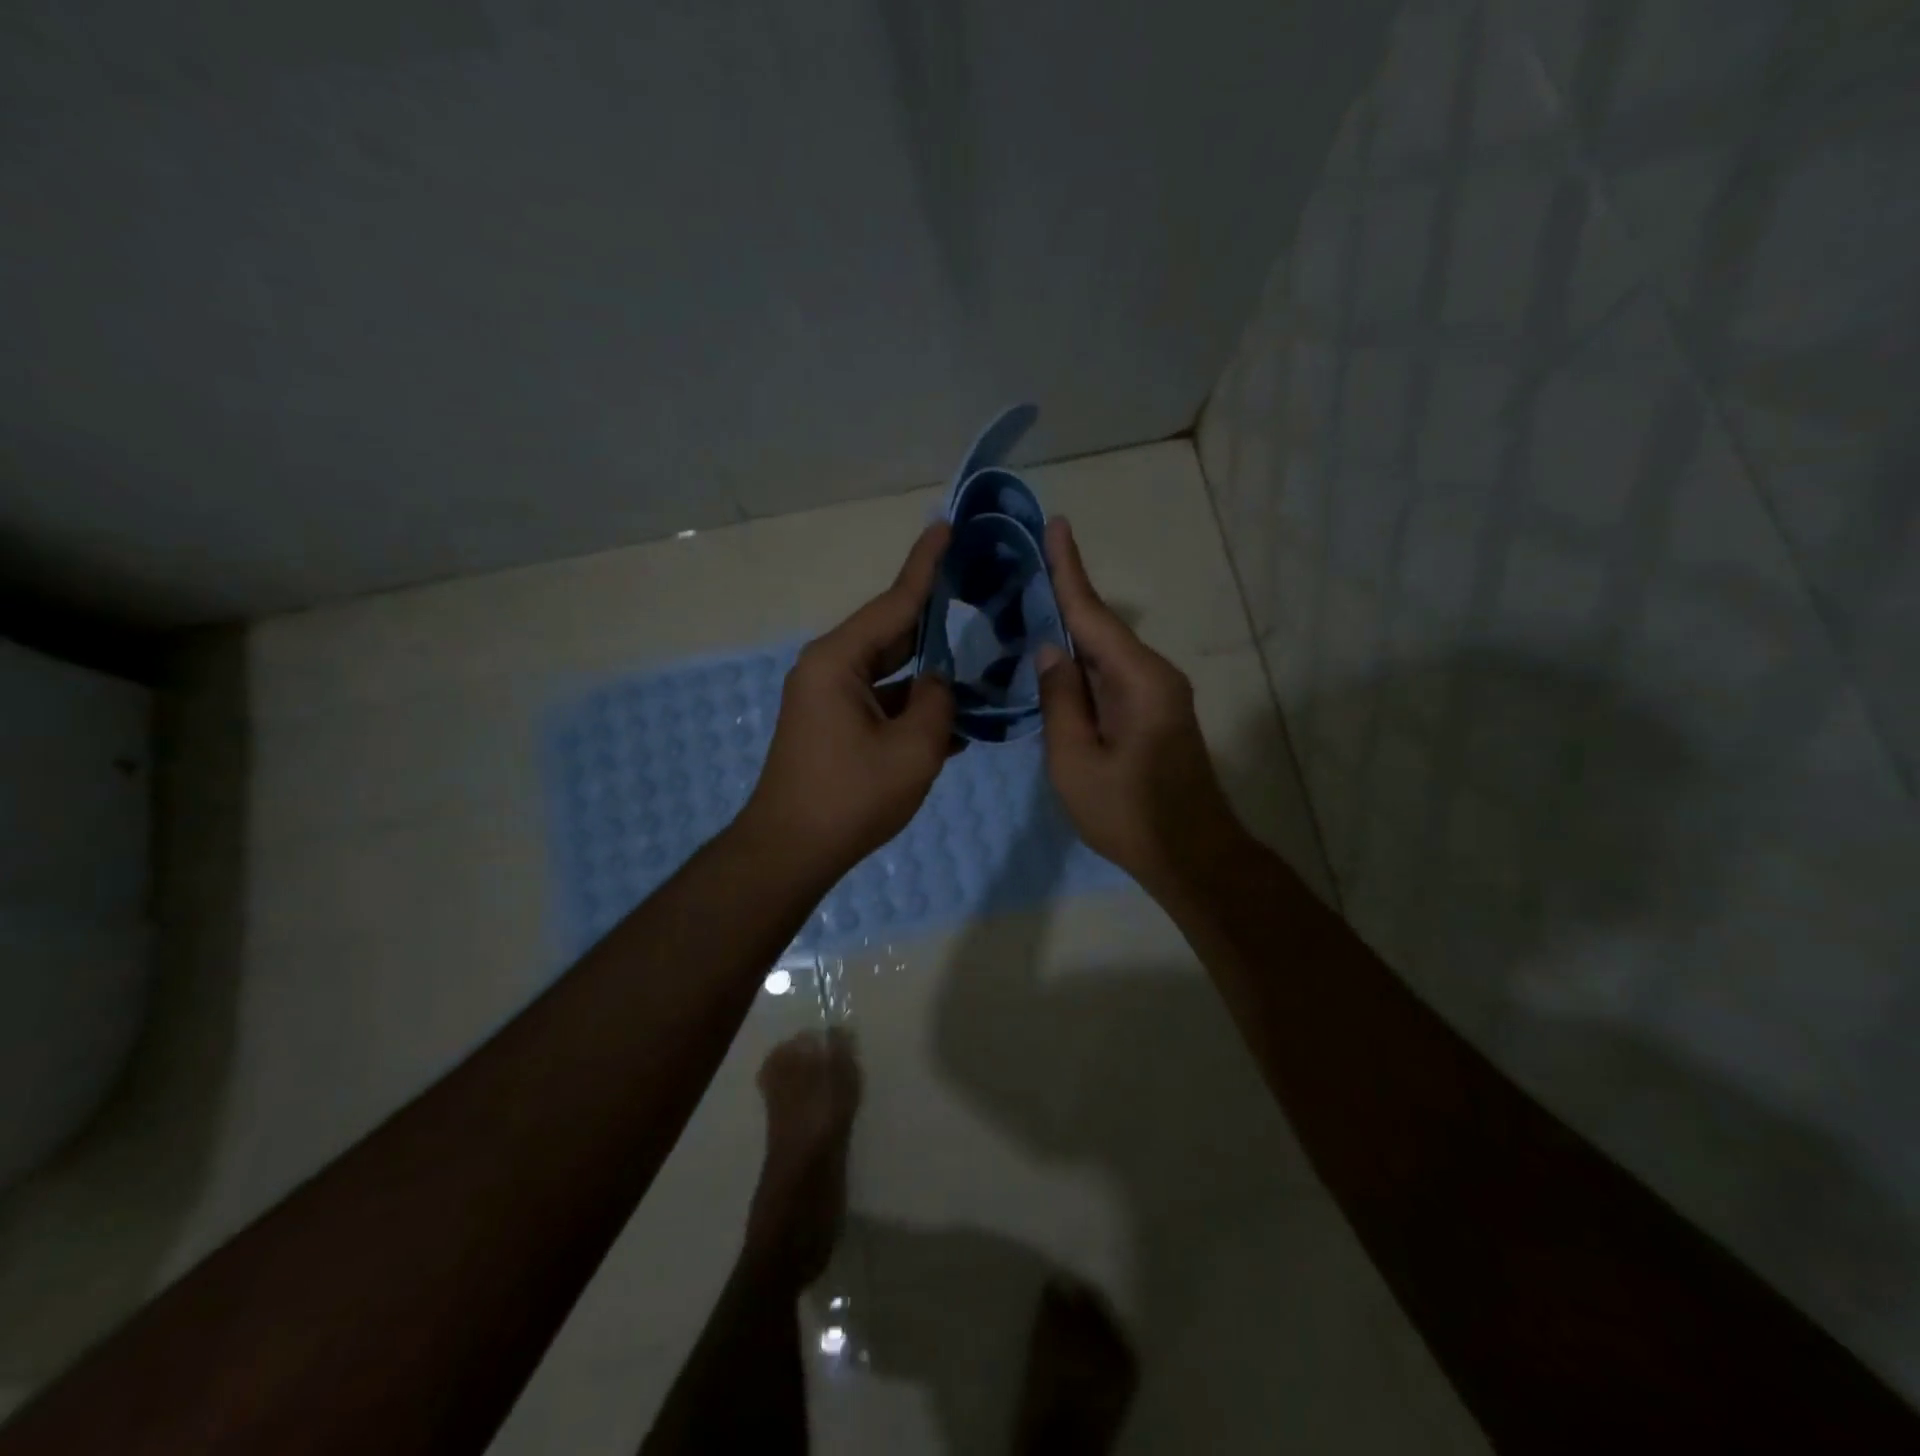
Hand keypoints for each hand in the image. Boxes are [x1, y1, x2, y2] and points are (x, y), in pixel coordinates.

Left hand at [742, 523, 956, 878]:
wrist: (790, 852)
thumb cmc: (851, 797)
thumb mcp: (914, 749)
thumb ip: (940, 703)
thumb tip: (941, 684)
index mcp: (839, 661)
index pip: (893, 603)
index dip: (925, 566)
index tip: (945, 527)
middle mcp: (828, 669)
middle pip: (891, 634)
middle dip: (934, 619)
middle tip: (976, 592)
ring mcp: (828, 699)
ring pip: (890, 672)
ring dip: (929, 674)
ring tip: (977, 663)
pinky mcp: (833, 726)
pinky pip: (880, 702)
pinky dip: (912, 706)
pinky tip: (953, 720)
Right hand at [1035, 518, 1244, 895]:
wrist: (1192, 856)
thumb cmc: (1130, 814)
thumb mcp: (1076, 761)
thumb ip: (1060, 701)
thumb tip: (1050, 649)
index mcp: (1138, 680)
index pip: (1094, 614)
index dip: (1069, 570)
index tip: (1056, 525)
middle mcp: (1154, 675)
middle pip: (1100, 628)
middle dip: (1063, 596)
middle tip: (1024, 566)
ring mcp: (1158, 695)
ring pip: (1105, 654)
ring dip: (1070, 632)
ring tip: (1028, 605)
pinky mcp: (1154, 714)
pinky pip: (1111, 677)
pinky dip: (1082, 665)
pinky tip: (1055, 660)